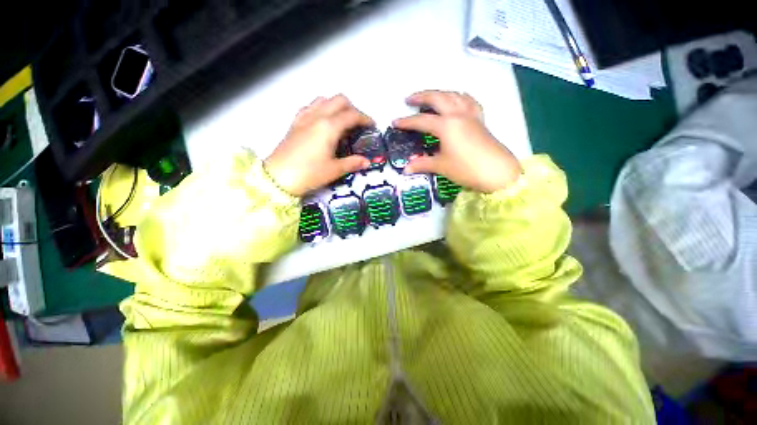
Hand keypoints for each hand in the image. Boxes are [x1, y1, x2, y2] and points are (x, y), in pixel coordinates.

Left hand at [264, 95, 372, 195]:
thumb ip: (352, 163)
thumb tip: (367, 162)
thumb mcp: (334, 170)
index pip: (352, 115)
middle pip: (339, 100)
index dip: (365, 118)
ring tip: (342, 121)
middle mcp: (317, 116)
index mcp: (329, 127)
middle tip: (358, 124)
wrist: (278, 177)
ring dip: (336, 106)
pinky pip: (310, 107)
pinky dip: (321, 108)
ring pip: (324, 100)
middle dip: (352, 108)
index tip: (372, 125)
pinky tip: (323, 121)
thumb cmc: (309, 173)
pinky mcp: (295, 123)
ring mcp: (304, 118)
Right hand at [394, 90, 521, 192]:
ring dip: (440, 93)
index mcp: (446, 125)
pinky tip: (456, 100)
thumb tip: (406, 169)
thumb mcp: (441, 166)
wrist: (497, 172)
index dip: (406, 122)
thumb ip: (422, 164)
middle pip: (438, 97)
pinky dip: (460, 97)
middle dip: (422, 96)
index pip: (421, 121)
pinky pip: (469, 101)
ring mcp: (471, 115)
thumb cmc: (466, 169)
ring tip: (430, 98)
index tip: (395, 122)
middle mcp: (458, 114)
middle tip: (409, 99)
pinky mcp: (480, 119)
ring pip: (454, 95)